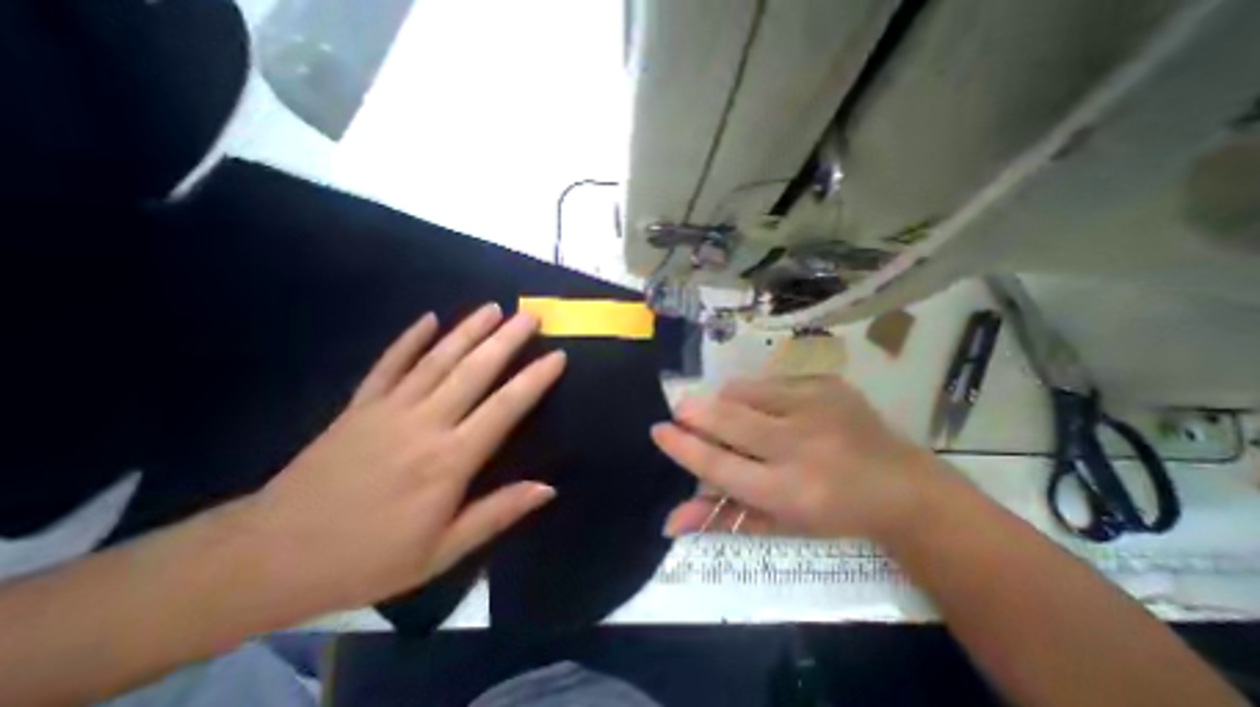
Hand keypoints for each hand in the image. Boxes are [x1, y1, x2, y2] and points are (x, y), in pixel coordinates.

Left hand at [239, 304, 565, 618]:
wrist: (267, 559)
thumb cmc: (367, 558)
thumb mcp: (441, 551)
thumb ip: (497, 513)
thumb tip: (548, 488)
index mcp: (449, 460)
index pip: (505, 408)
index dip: (534, 379)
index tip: (557, 356)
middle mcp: (424, 423)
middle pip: (474, 371)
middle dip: (507, 340)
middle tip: (530, 316)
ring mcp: (388, 408)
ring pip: (437, 359)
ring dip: (468, 330)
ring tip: (493, 308)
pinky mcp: (359, 405)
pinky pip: (389, 364)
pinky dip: (410, 339)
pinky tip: (429, 318)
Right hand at [655, 375, 938, 541]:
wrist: (901, 487)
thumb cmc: (830, 514)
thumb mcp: (776, 525)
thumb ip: (721, 519)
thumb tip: (669, 521)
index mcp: (789, 491)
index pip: (719, 464)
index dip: (683, 446)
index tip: (659, 429)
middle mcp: (802, 446)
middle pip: (727, 419)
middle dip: (694, 411)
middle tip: (681, 410)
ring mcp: (818, 408)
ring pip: (744, 391)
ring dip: (726, 401)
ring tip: (731, 414)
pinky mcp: (828, 385)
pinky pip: (769, 380)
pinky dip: (755, 392)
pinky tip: (768, 407)